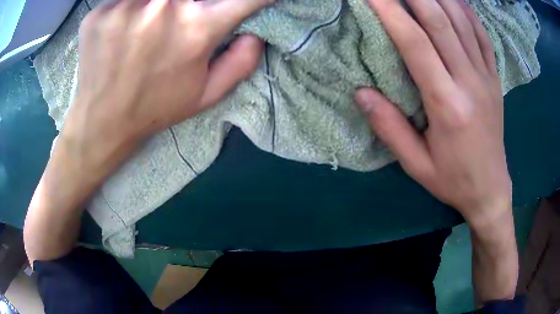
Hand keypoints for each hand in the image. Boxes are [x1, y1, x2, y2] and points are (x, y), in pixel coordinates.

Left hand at [24, 0, 272, 264]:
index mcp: (196, 29)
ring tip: (145, 27)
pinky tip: (120, 30)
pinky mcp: (100, 12)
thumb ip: (240, 62)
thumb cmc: (156, 107)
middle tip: (173, 26)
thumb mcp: (206, 95)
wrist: (102, 121)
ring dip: (154, 8)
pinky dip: (126, 8)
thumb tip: (256, 33)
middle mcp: (164, 8)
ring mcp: (127, 6)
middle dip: (189, 6)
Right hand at [356, 0, 516, 302]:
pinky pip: (482, 36)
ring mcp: (486, 77)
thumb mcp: (416, 165)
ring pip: (462, 22)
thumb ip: (389, 128)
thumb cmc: (453, 180)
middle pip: (440, 22)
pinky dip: (467, 11)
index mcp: (447, 105)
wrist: (491, 189)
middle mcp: (469, 83)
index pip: (415, 44)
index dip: (390, 13)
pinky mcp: (495, 79)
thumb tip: (361, 92)